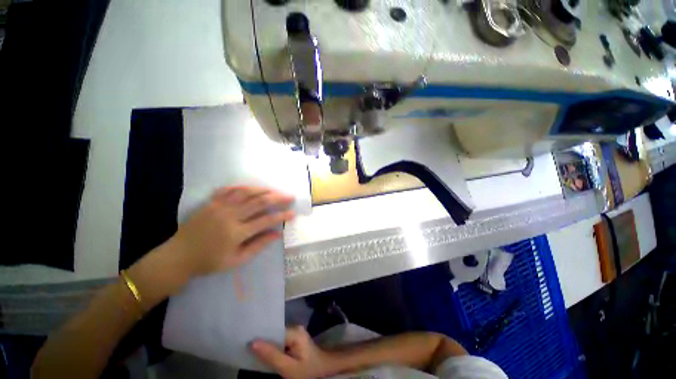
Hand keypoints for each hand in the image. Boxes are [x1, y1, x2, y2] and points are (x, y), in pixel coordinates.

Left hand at [168, 186, 295, 277]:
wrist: (178, 257)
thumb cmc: (209, 262)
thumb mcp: (236, 260)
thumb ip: (258, 246)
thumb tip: (277, 234)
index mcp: (236, 233)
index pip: (266, 220)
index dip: (282, 216)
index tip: (293, 213)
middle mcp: (230, 216)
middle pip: (259, 202)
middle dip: (278, 198)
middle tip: (290, 196)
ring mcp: (219, 207)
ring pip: (246, 192)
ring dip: (264, 190)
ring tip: (275, 190)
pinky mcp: (211, 203)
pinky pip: (229, 190)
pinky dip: (243, 187)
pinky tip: (252, 187)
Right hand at [251, 326, 332, 378]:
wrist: (324, 370)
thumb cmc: (307, 371)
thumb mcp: (288, 368)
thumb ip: (271, 356)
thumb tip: (252, 343)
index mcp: (294, 331)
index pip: (273, 330)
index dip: (260, 336)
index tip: (245, 341)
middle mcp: (295, 327)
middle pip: (274, 333)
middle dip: (262, 341)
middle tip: (246, 348)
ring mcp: (295, 332)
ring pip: (276, 337)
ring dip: (266, 345)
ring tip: (252, 351)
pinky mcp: (295, 339)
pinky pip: (280, 341)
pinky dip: (273, 348)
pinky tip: (265, 354)